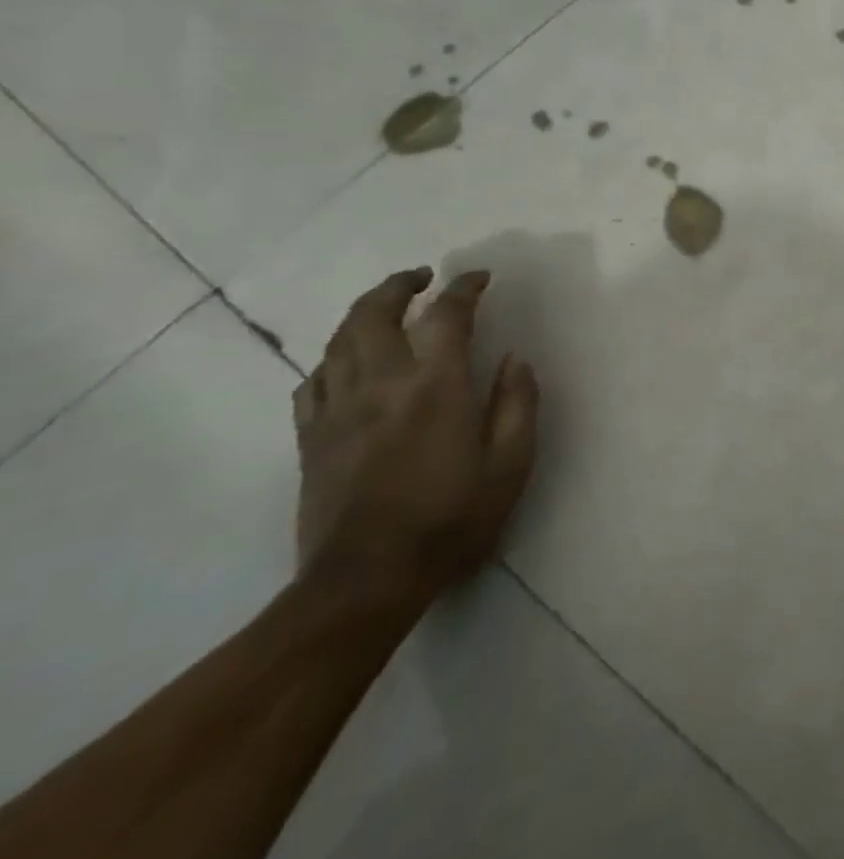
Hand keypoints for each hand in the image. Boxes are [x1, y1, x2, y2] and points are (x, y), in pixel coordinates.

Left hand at [293, 268, 538, 604]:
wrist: (366, 581)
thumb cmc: (451, 519)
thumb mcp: (511, 463)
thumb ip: (517, 403)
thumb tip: (515, 359)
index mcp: (435, 388)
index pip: (446, 316)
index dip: (464, 288)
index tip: (479, 277)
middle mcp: (381, 386)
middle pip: (374, 315)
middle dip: (398, 285)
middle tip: (422, 277)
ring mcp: (337, 412)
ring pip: (338, 342)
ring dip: (363, 312)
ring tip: (387, 306)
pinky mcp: (311, 439)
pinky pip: (312, 382)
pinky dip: (332, 359)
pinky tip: (347, 363)